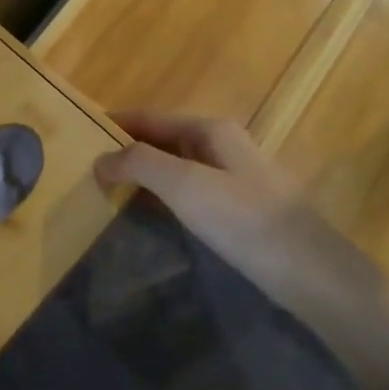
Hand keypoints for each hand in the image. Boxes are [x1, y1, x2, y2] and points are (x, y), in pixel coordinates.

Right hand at [94, 111, 379, 315]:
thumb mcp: (186, 185)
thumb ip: (140, 164)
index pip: (148, 116)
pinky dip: (159, 195)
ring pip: (173, 166)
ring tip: (102, 189)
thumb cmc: (245, 221)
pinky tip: (143, 212)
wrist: (312, 273)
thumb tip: (100, 158)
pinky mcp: (236, 209)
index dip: (113, 123)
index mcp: (209, 130)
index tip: (75, 134)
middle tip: (82, 167)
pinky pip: (186, 191)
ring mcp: (230, 177)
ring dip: (139, 174)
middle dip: (123, 149)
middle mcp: (220, 145)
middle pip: (160, 139)